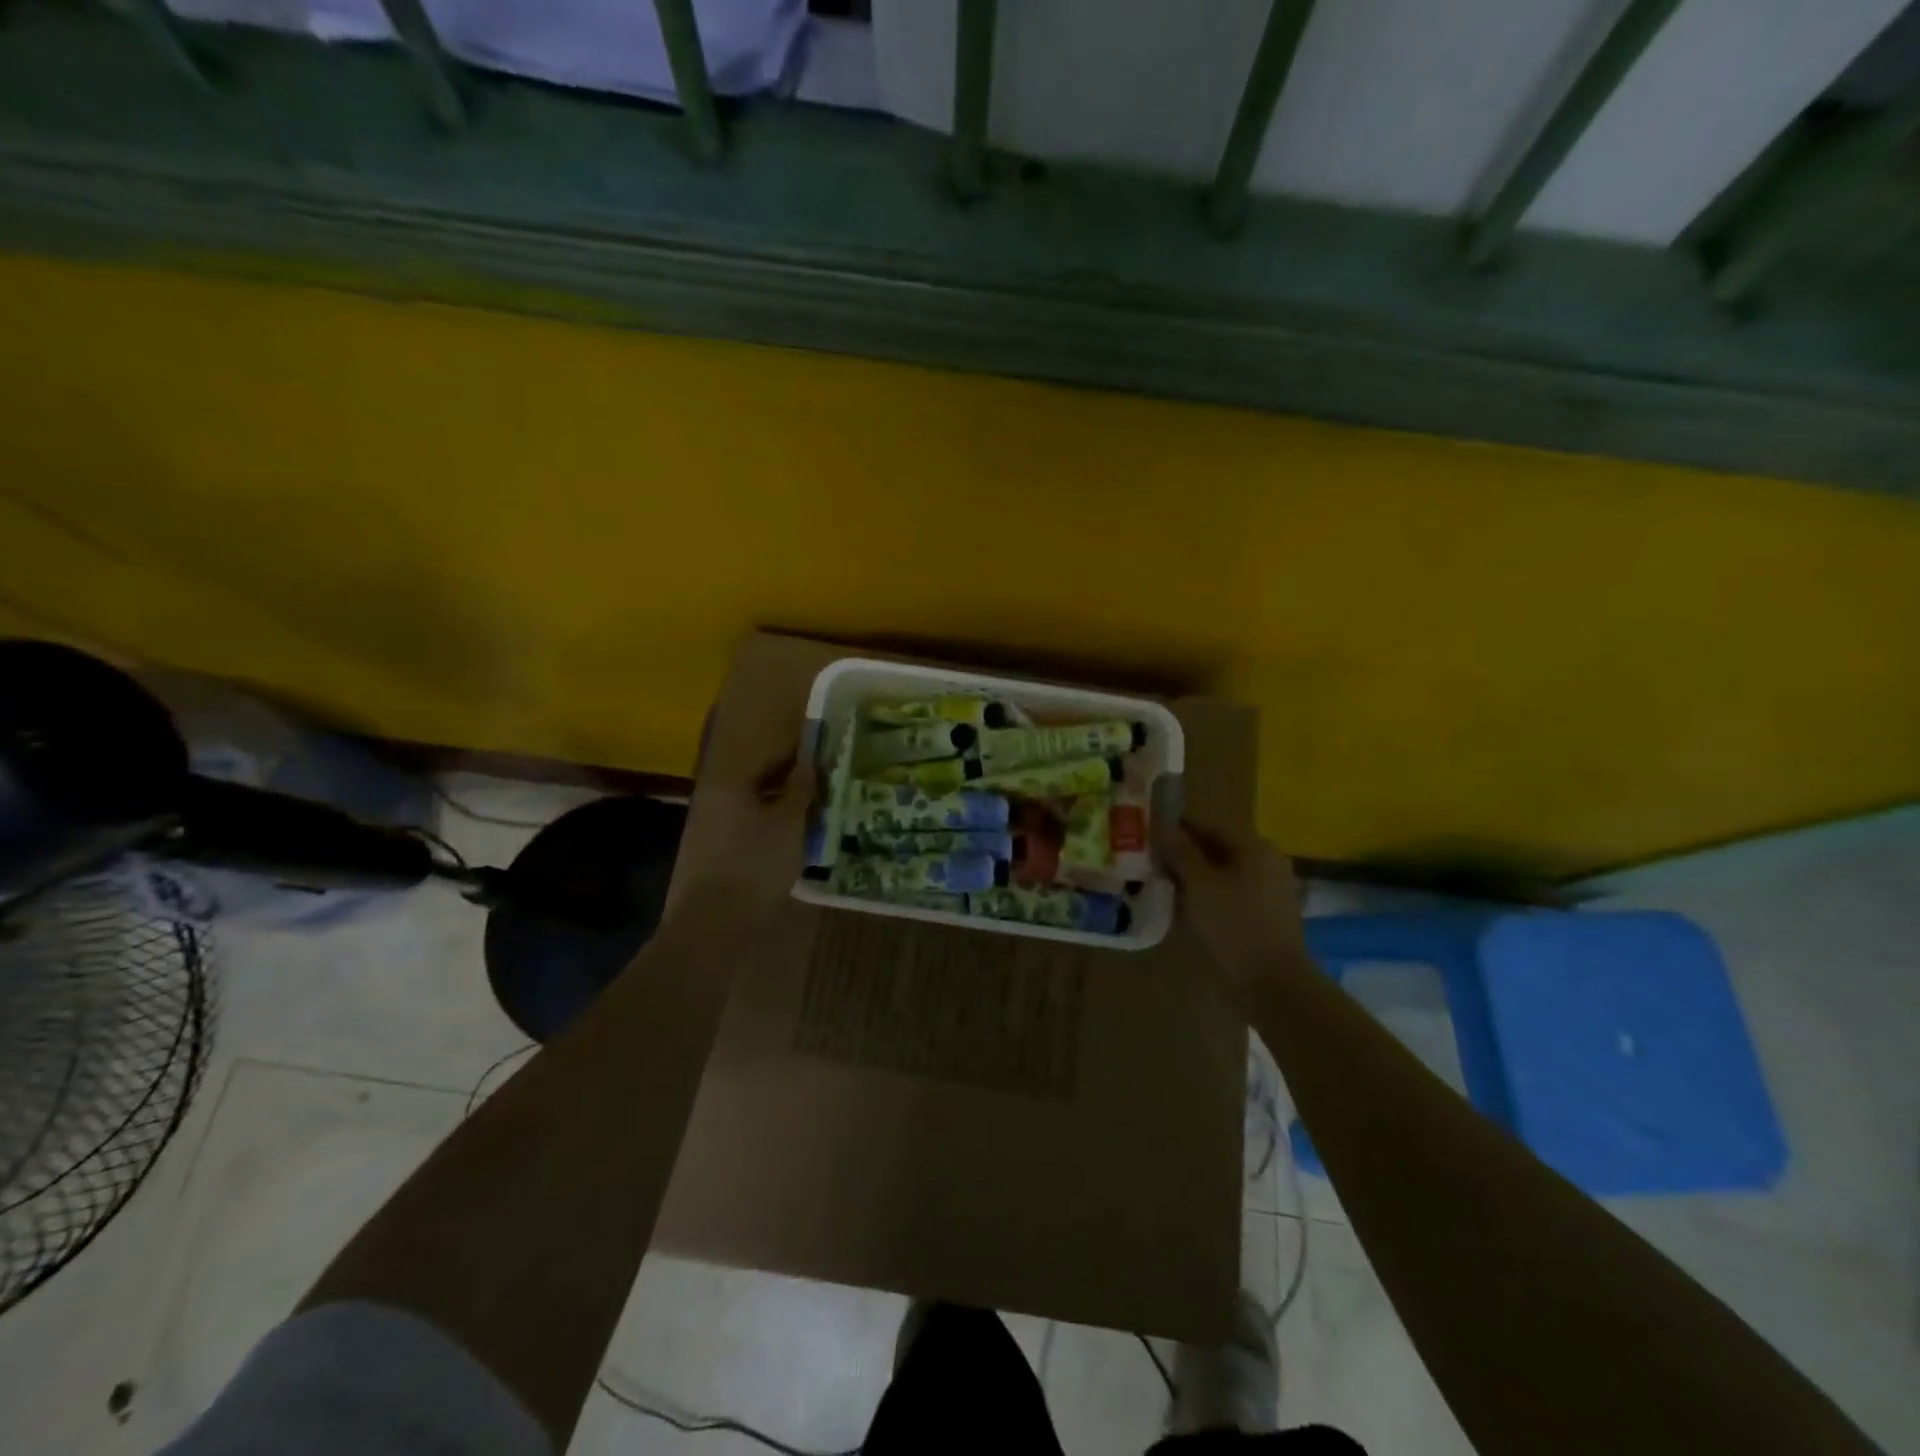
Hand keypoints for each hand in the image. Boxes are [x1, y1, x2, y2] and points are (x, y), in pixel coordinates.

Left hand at [676, 754, 815, 924]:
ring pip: (752, 810)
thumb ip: (799, 790)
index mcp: (729, 784)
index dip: (799, 759)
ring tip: (811, 822)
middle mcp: (713, 800)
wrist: (713, 924)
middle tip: (822, 795)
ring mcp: (707, 830)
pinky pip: (744, 833)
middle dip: (790, 787)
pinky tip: (787, 847)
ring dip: (779, 812)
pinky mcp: (709, 857)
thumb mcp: (789, 823)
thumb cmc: (755, 863)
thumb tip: (807, 765)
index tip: (824, 765)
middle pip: (758, 784)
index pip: (769, 758)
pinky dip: (766, 833)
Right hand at [1165, 821, 1310, 1006]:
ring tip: (1162, 889)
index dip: (1176, 830)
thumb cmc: (1234, 927)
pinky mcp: (1267, 917)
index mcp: (1255, 848)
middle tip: (1150, 865)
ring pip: (1223, 875)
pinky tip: (1186, 911)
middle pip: (1217, 851)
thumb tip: (1162, 825)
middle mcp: (1267, 863)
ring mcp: (1270, 891)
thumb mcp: (1199, 885)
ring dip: (1194, 879)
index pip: (1208, 827)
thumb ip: (1180, 852)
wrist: (1274, 986)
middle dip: (1184, 856)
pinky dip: (1209, 898)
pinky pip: (1231, 897)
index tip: (1148, 838)